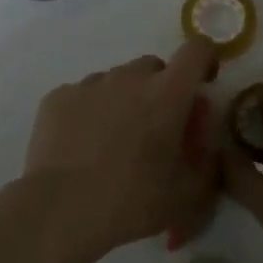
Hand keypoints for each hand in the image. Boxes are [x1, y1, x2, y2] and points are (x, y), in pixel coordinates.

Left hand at [22, 40, 220, 262]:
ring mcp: (90, 85)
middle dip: (161, 89)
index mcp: (168, 94)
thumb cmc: (132, 202)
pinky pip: (83, 95)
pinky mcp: (57, 98)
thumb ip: (205, 158)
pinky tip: (82, 146)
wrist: (60, 212)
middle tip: (155, 128)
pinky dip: (89, 111)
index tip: (203, 82)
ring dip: (124, 100)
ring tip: (113, 141)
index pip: (197, 50)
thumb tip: (202, 138)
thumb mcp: (189, 194)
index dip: (205, 60)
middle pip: (154, 67)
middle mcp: (129, 78)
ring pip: (116, 80)